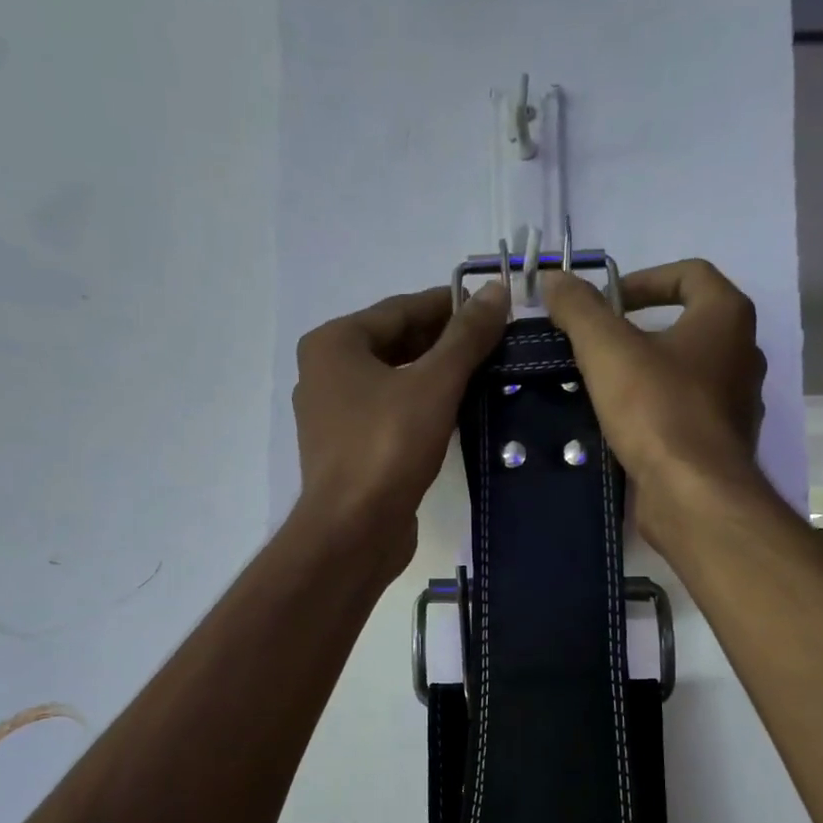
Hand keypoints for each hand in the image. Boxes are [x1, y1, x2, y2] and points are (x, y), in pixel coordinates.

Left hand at [292, 282, 508, 576]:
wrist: (353, 531)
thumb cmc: (387, 447)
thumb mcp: (434, 384)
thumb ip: (466, 337)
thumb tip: (496, 291)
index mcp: (335, 344)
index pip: (401, 309)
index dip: (450, 305)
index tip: (494, 308)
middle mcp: (325, 372)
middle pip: (395, 343)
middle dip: (445, 343)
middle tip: (496, 343)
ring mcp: (333, 415)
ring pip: (394, 381)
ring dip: (436, 376)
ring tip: (486, 374)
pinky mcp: (348, 450)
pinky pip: (390, 413)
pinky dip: (422, 407)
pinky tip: (458, 412)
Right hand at [542, 261, 766, 546]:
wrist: (694, 495)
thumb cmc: (658, 410)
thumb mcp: (607, 350)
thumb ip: (580, 310)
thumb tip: (555, 278)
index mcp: (727, 317)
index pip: (690, 274)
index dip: (644, 279)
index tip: (606, 302)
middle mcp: (743, 354)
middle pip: (689, 325)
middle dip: (642, 330)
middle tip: (598, 346)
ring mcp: (738, 403)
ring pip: (688, 373)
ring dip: (649, 373)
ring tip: (604, 387)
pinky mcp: (723, 444)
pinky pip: (686, 413)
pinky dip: (657, 412)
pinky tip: (623, 427)